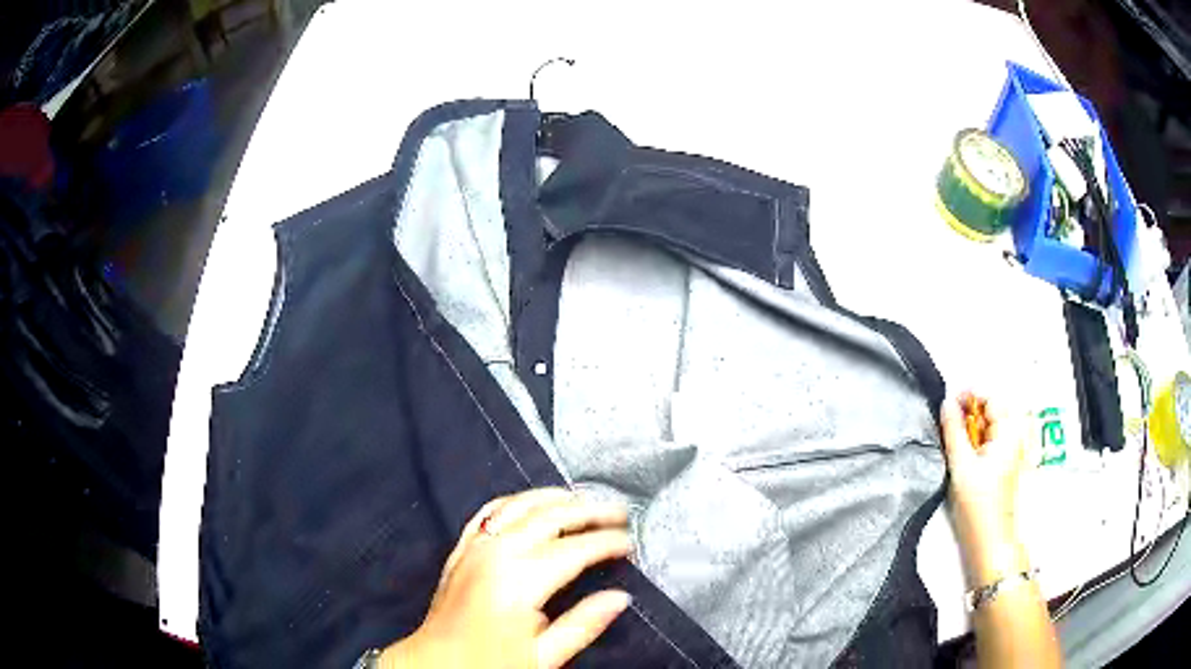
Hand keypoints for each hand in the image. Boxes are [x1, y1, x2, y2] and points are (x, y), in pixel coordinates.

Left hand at [381, 488, 633, 668]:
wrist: (435, 663)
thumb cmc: (488, 663)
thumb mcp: (543, 657)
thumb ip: (582, 625)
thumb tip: (619, 598)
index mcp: (519, 581)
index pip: (574, 549)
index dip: (606, 542)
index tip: (629, 543)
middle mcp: (496, 554)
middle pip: (550, 516)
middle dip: (589, 510)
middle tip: (618, 511)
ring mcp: (474, 547)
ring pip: (520, 505)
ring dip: (555, 498)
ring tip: (583, 500)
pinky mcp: (461, 549)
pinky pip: (489, 511)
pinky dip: (515, 502)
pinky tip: (530, 503)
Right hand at [940, 392, 1029, 587]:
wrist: (989, 539)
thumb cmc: (977, 502)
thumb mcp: (961, 464)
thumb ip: (953, 430)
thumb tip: (946, 402)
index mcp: (1008, 431)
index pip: (991, 398)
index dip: (970, 396)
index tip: (948, 403)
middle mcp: (1014, 435)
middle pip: (992, 410)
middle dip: (969, 413)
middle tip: (948, 424)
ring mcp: (1012, 450)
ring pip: (990, 426)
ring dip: (972, 428)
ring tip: (954, 441)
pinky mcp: (1006, 464)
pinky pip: (991, 441)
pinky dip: (977, 441)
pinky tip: (964, 455)